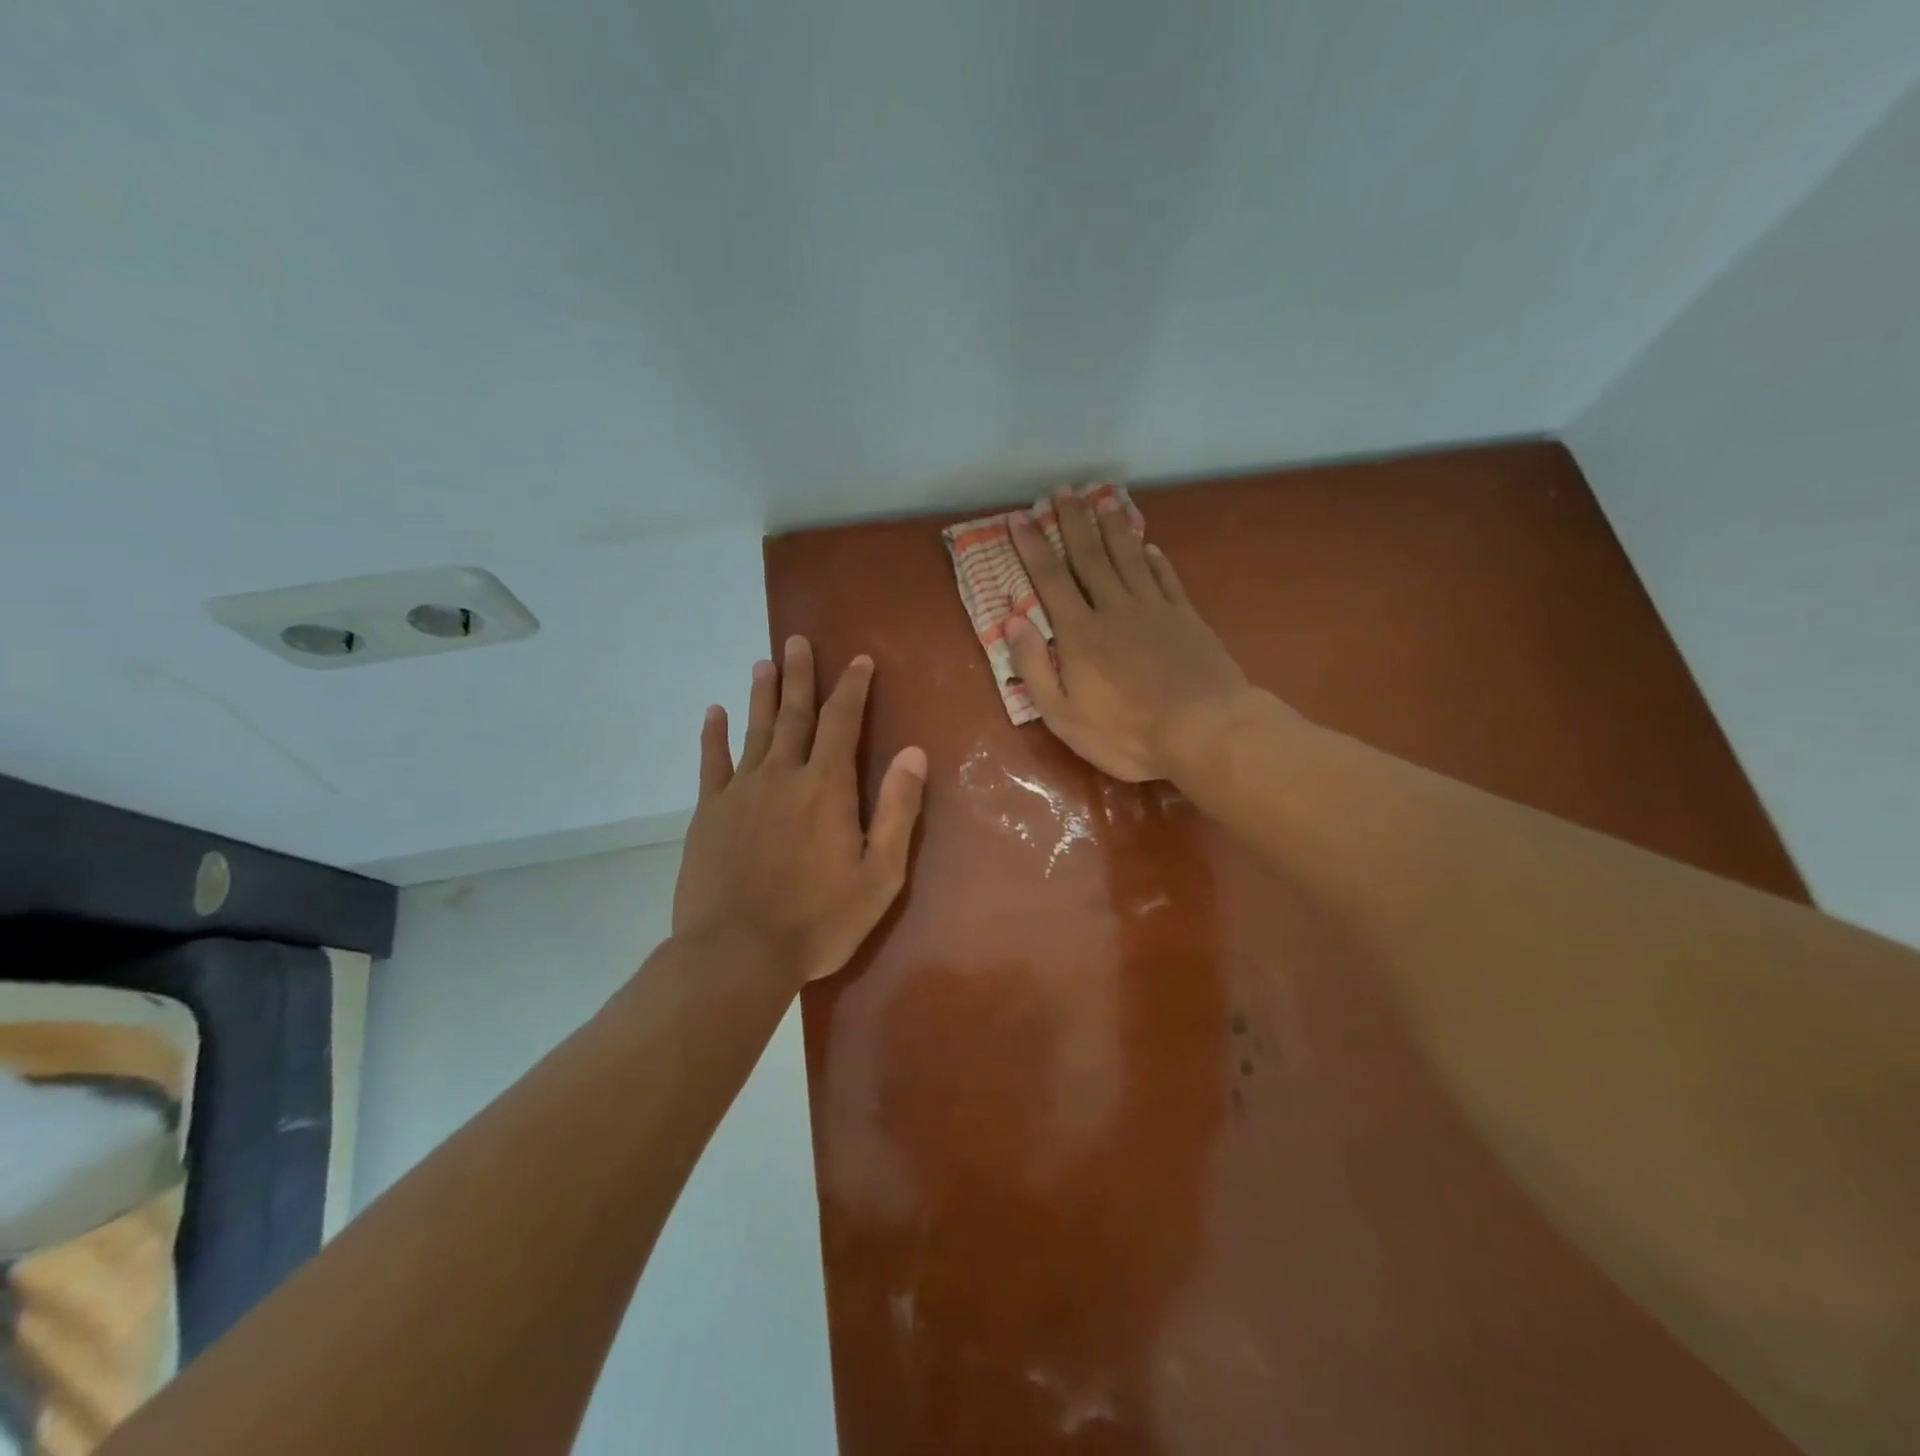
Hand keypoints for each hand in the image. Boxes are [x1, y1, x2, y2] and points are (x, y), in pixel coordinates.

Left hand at [672, 637, 927, 986]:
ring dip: (762, 695)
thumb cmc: (818, 920)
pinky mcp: (708, 812)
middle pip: (794, 714)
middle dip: (800, 676)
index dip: (852, 688)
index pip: (842, 722)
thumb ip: (897, 810)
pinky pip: (712, 762)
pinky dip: (714, 735)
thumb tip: (914, 752)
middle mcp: (782, 775)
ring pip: (755, 730)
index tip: (858, 660)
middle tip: (797, 640)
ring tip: (763, 663)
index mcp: (827, 787)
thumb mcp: (879, 874)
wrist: (737, 953)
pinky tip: (714, 713)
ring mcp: (740, 791)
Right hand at [1006, 488, 1255, 782]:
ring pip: (1129, 558)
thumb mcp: (1064, 715)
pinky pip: (1166, 579)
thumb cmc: (1126, 733)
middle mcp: (1114, 609)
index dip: (1033, 547)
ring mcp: (1155, 610)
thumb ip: (1034, 666)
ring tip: (1103, 498)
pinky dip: (1155, 559)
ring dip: (1113, 527)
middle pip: (1090, 557)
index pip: (1050, 580)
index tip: (1019, 517)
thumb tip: (1011, 620)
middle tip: (1063, 490)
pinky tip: (1148, 545)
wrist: (1204, 731)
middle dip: (1073, 522)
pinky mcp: (1186, 618)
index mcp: (1080, 634)